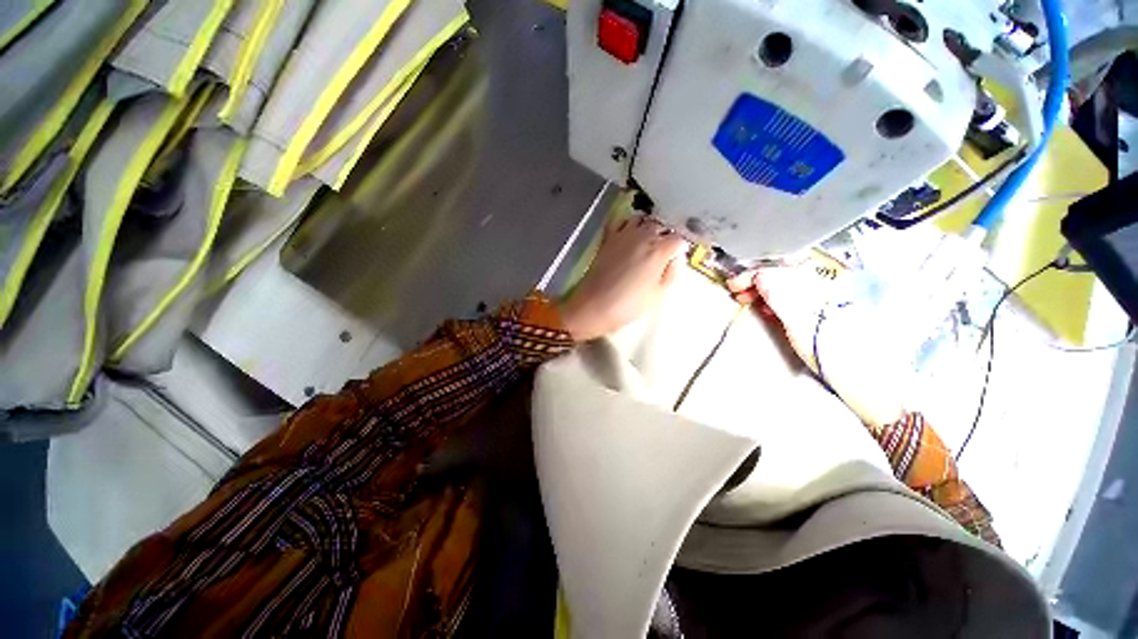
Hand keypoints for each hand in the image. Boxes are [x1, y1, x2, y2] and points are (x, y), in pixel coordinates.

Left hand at [559, 215, 687, 340]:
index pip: (678, 240)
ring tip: (647, 239)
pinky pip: (619, 221)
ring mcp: (623, 235)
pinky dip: (626, 224)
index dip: (680, 249)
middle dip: (664, 236)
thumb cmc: (628, 305)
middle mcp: (643, 236)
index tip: (677, 257)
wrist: (594, 304)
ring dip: (647, 226)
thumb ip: (671, 274)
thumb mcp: (657, 295)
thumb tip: (675, 260)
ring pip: (641, 219)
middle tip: (663, 251)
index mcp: (659, 251)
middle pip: (660, 226)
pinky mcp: (608, 238)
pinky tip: (627, 234)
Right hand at [728, 265, 904, 429]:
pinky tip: (766, 309)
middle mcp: (821, 288)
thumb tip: (760, 276)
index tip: (734, 285)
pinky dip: (773, 301)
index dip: (754, 273)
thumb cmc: (835, 353)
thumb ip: (782, 297)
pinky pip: (790, 299)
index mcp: (821, 286)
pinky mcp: (817, 314)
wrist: (865, 381)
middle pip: (783, 274)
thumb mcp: (803, 325)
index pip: (782, 268)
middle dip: (756, 281)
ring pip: (785, 286)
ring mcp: (819, 301)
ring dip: (762, 290)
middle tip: (737, 293)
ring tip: (746, 300)